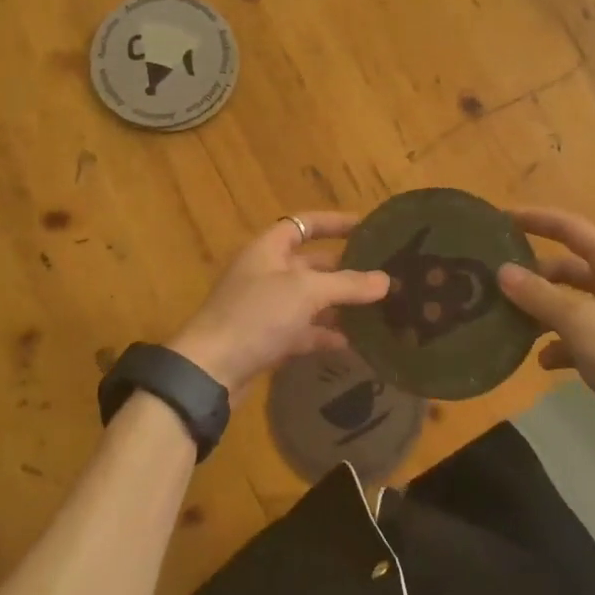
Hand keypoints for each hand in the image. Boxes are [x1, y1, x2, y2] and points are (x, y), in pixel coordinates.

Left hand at [169, 213, 388, 397]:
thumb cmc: (256, 315)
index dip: (334, 222)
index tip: (367, 227)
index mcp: (268, 248)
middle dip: (344, 269)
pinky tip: (352, 343)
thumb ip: (347, 284)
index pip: (304, 224)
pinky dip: (324, 334)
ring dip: (338, 304)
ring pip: (309, 299)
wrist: (210, 371)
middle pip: (311, 263)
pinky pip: (302, 330)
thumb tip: (385, 280)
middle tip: (382, 275)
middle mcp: (266, 272)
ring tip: (376, 309)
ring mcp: (264, 308)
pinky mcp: (265, 339)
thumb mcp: (305, 292)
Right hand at [498, 207, 594, 464]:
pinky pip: (584, 335)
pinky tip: (543, 362)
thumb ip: (539, 296)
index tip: (501, 219)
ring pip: (573, 303)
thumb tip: (502, 271)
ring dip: (544, 312)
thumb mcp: (582, 324)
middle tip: (496, 284)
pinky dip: (562, 343)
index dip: (536, 220)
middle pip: (569, 268)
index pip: (571, 228)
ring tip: (510, 324)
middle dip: (534, 276)